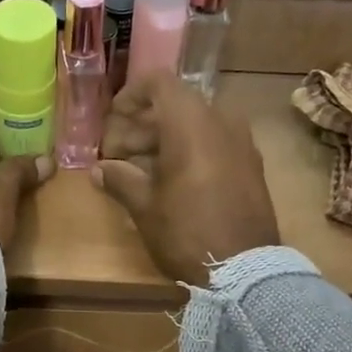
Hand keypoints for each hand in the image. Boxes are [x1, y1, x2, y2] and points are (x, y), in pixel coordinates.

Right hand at [93, 79, 278, 286]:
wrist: (245, 269)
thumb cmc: (186, 232)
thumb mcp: (145, 207)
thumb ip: (120, 180)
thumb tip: (100, 169)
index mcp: (190, 122)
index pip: (158, 82)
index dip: (131, 95)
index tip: (112, 119)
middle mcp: (221, 121)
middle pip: (176, 106)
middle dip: (143, 126)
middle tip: (117, 155)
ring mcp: (241, 143)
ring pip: (196, 126)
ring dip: (165, 140)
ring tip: (140, 171)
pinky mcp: (251, 166)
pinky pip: (215, 144)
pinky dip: (190, 152)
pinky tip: (172, 182)